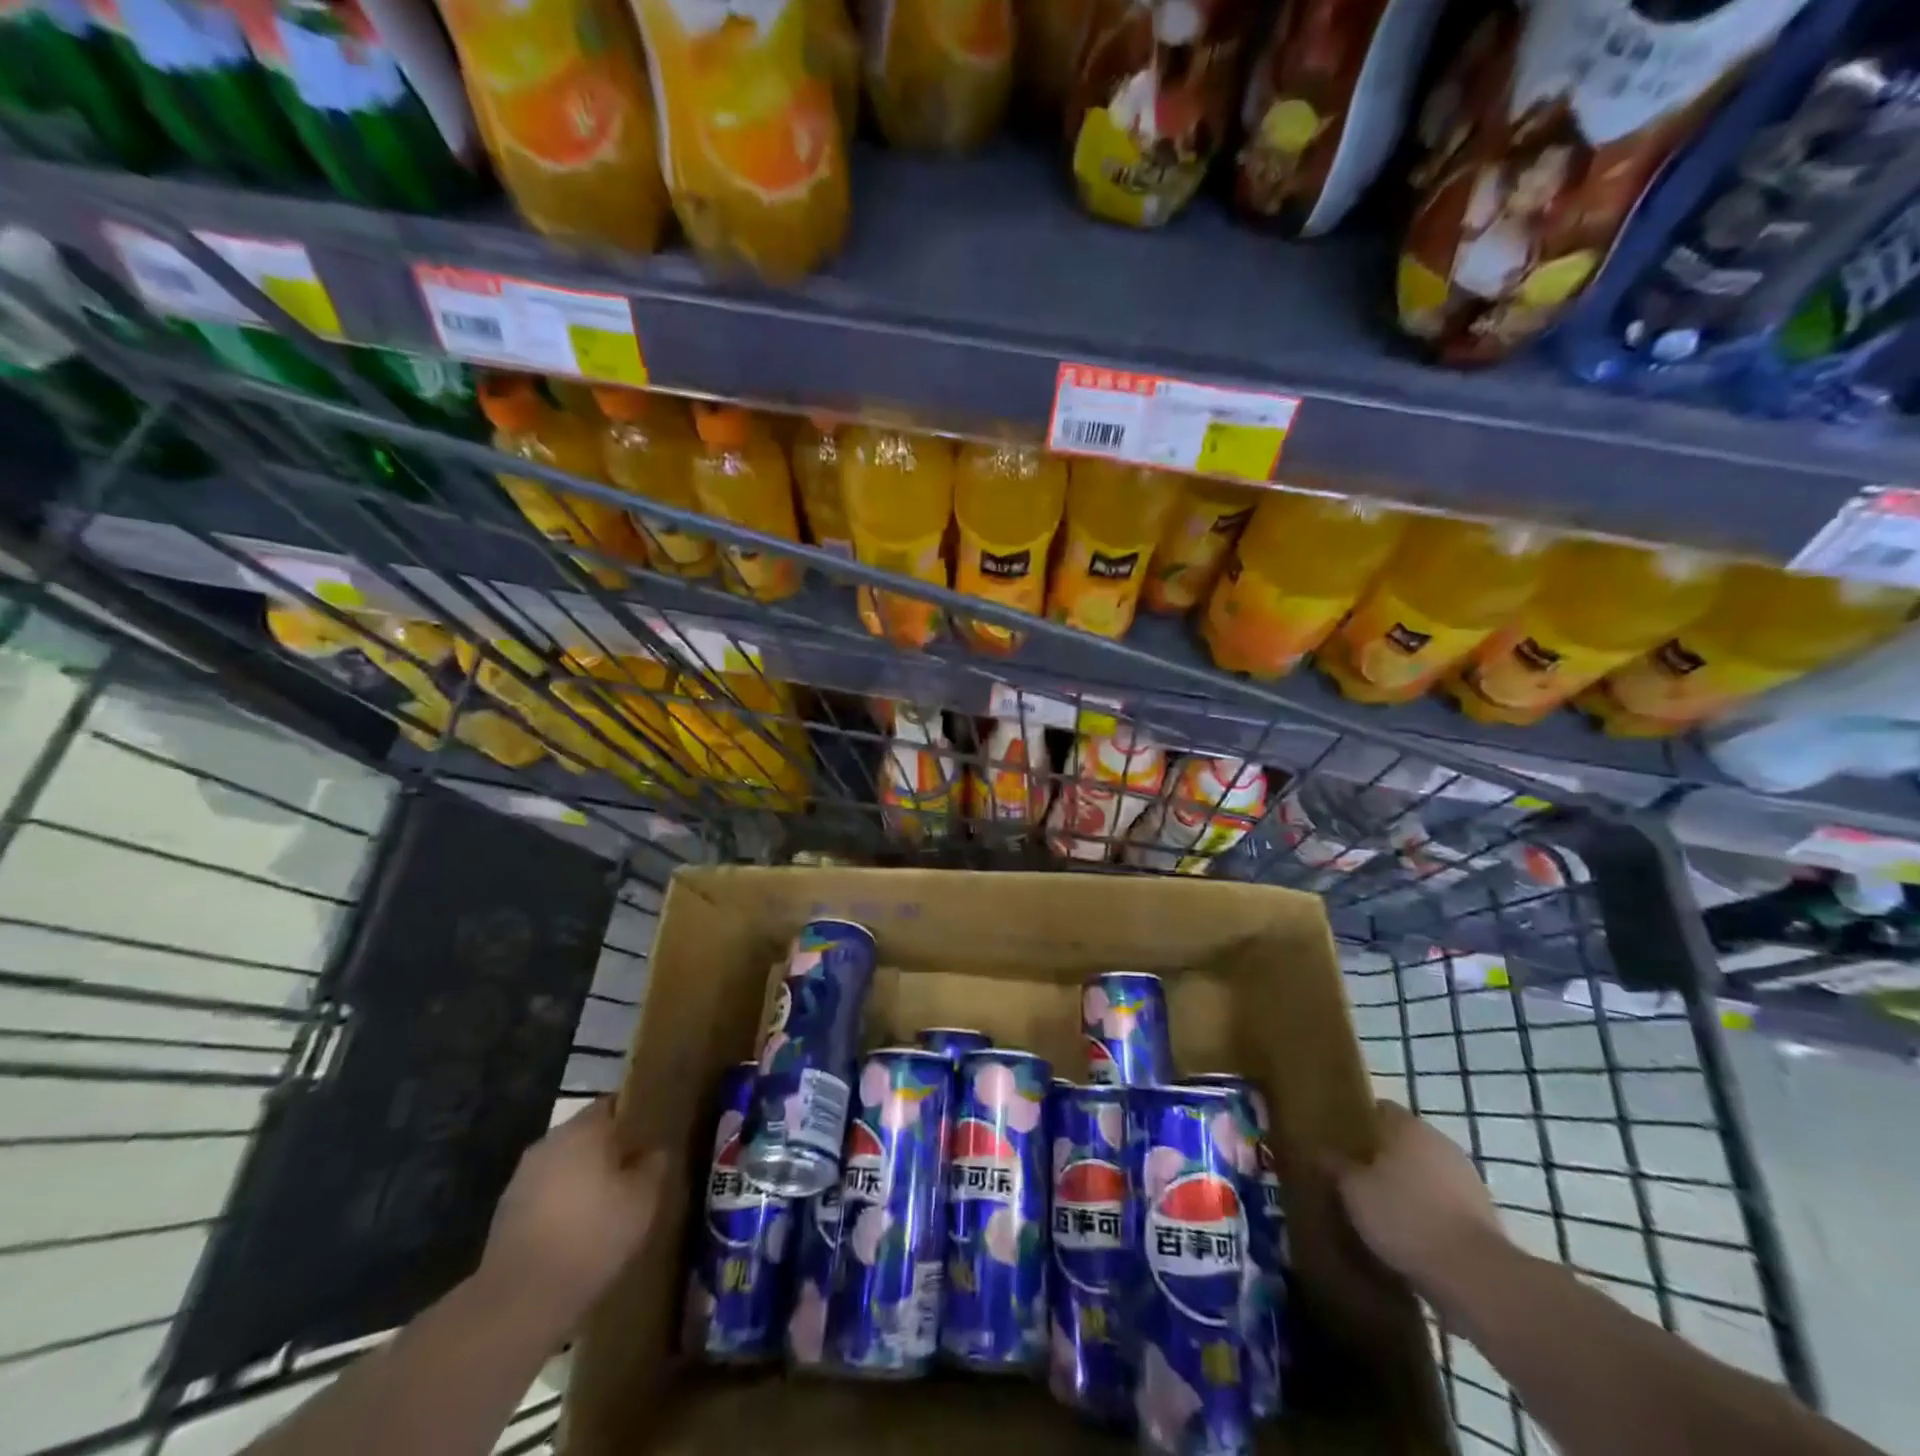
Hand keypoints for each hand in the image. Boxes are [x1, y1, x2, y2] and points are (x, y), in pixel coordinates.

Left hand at [477, 1099, 668, 1337]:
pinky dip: (562, 1205)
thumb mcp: (643, 1200)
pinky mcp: (505, 1214)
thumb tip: (655, 1151)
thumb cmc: (591, 1236)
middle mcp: (549, 1143)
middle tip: (634, 1172)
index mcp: (583, 1129)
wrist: (518, 1301)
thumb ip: (655, 1165)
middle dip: (609, 1150)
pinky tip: (577, 1232)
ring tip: (607, 1205)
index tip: (651, 1137)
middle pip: (586, 1135)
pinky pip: (545, 1195)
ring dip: (583, 1178)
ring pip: (564, 1165)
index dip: (634, 1118)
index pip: (613, 1104)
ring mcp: (522, 1178)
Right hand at [1335, 1100, 1506, 1293]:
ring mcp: (1467, 1180)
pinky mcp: (1483, 1216)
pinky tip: (1408, 1236)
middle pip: (1402, 1142)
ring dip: (1405, 1187)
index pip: (1378, 1109)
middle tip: (1353, 1178)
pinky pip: (1443, 1205)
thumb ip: (1335, 1166)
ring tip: (1378, 1211)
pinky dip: (1427, 1214)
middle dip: (1380, 1157)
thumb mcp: (1353, 1191)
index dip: (1356, 1123)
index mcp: (1409, 1126)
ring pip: (1424, 1174)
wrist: (1476, 1278)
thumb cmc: (1405, 1218)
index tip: (1338, 1142)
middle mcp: (1440, 1143)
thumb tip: (1319, 1150)